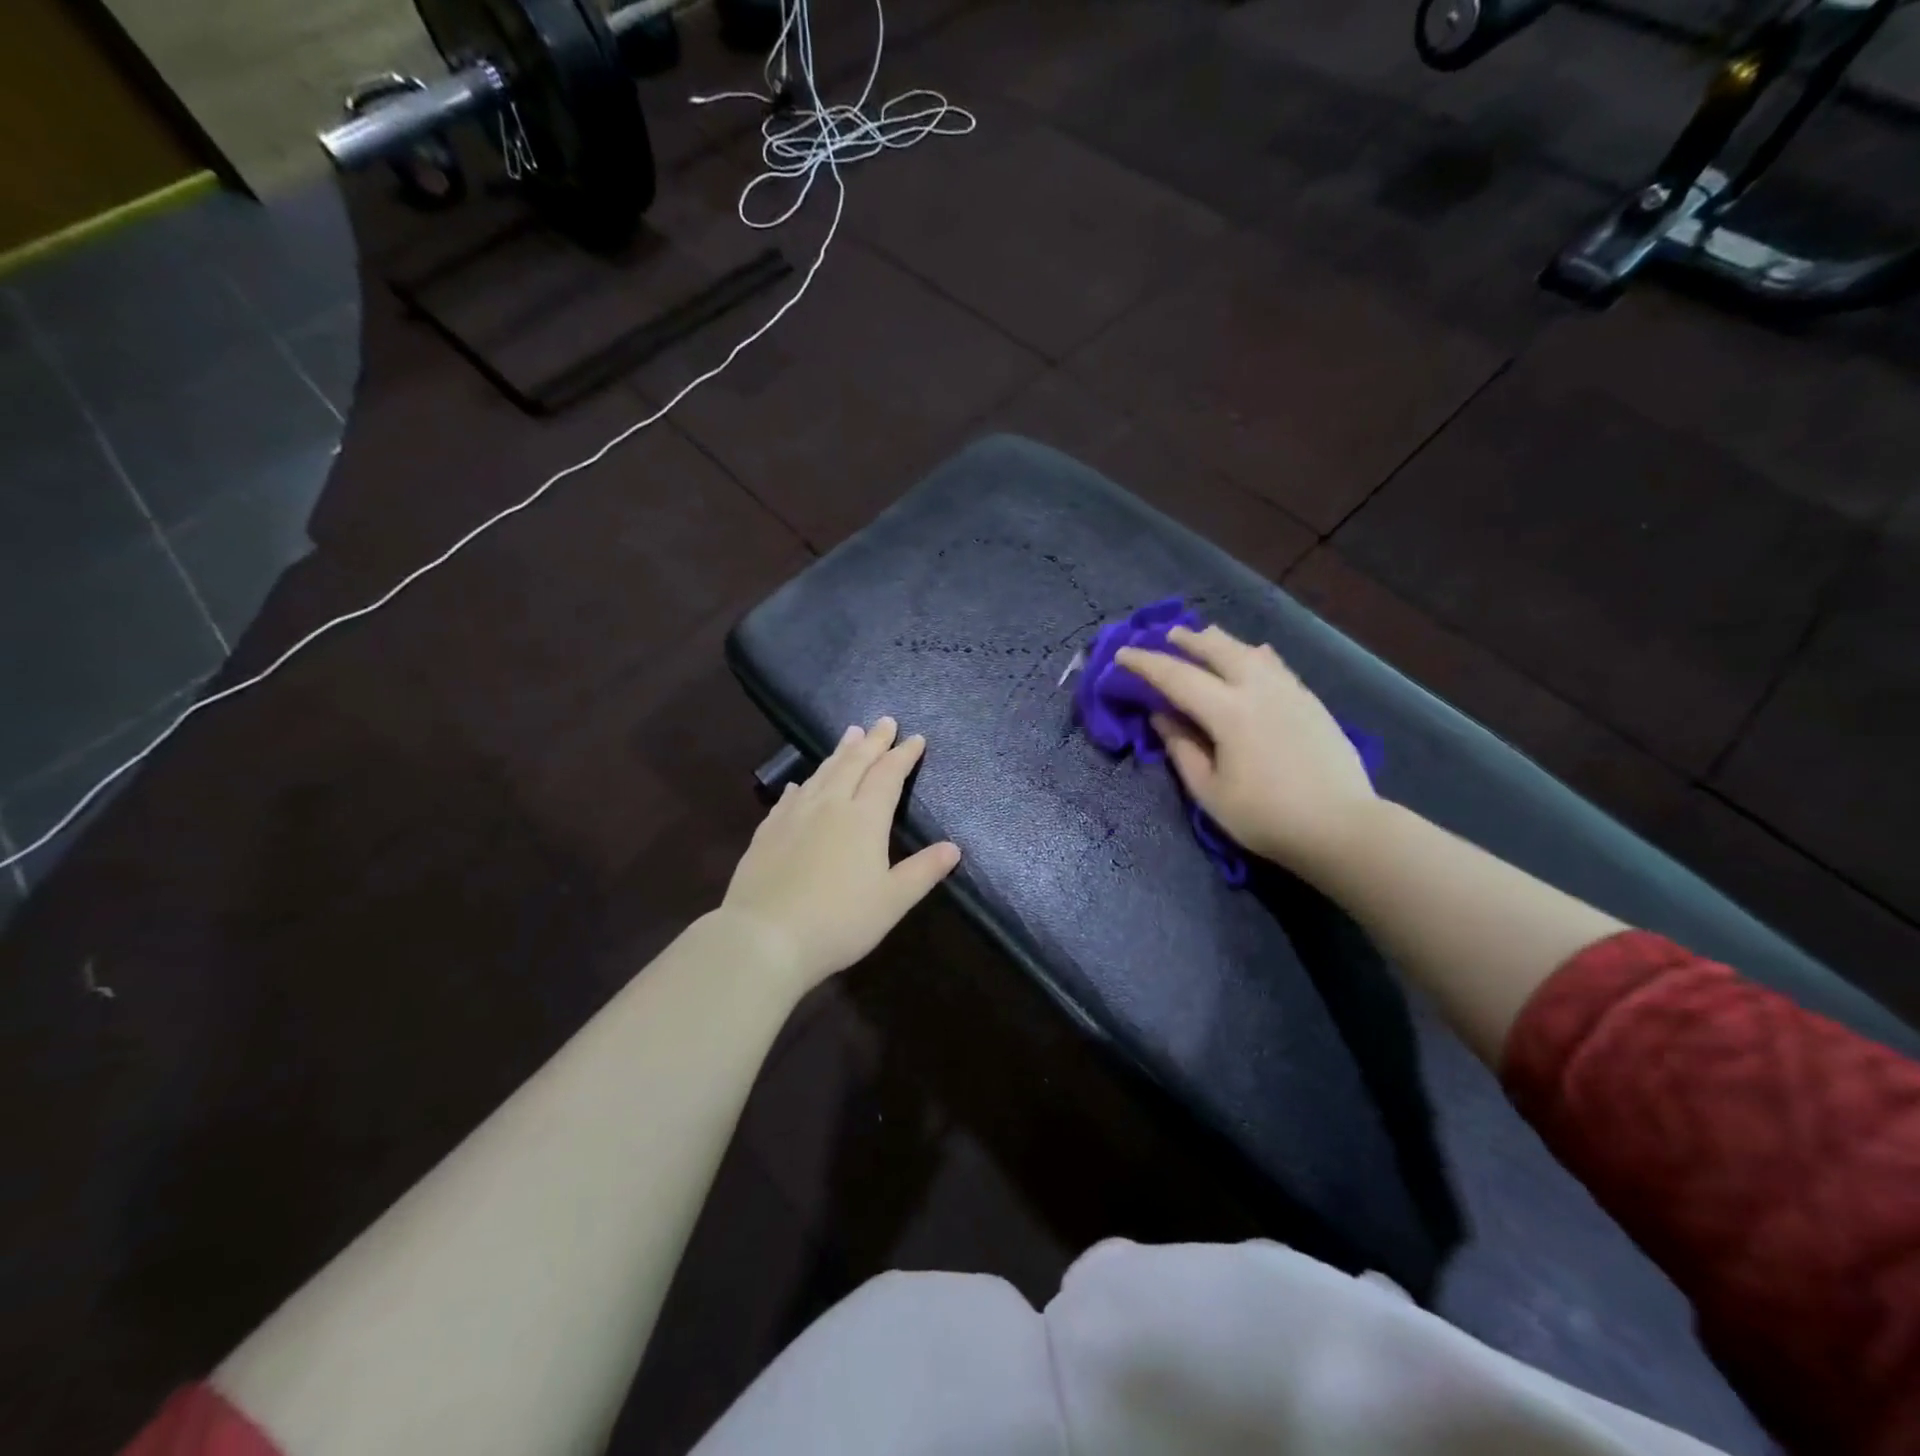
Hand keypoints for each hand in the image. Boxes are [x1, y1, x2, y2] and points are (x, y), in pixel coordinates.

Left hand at [720, 718, 961, 990]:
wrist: (764, 937)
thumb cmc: (838, 922)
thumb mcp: (892, 901)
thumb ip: (923, 871)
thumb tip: (953, 848)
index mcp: (864, 818)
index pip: (888, 775)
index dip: (903, 755)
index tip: (916, 738)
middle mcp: (829, 806)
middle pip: (854, 763)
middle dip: (873, 741)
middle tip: (884, 721)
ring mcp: (794, 815)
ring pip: (822, 773)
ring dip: (840, 752)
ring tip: (851, 734)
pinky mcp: (767, 832)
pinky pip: (790, 797)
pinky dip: (803, 784)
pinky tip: (801, 784)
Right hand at [1116, 626, 1376, 877]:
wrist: (1342, 827)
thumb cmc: (1266, 817)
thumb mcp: (1210, 791)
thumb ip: (1182, 748)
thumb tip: (1161, 716)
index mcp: (1229, 712)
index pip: (1177, 677)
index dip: (1146, 664)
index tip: (1122, 654)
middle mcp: (1259, 689)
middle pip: (1217, 650)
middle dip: (1187, 640)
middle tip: (1166, 635)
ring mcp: (1289, 691)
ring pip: (1249, 651)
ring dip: (1221, 642)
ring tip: (1205, 638)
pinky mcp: (1310, 701)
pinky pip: (1275, 665)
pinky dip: (1255, 655)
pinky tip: (1255, 655)